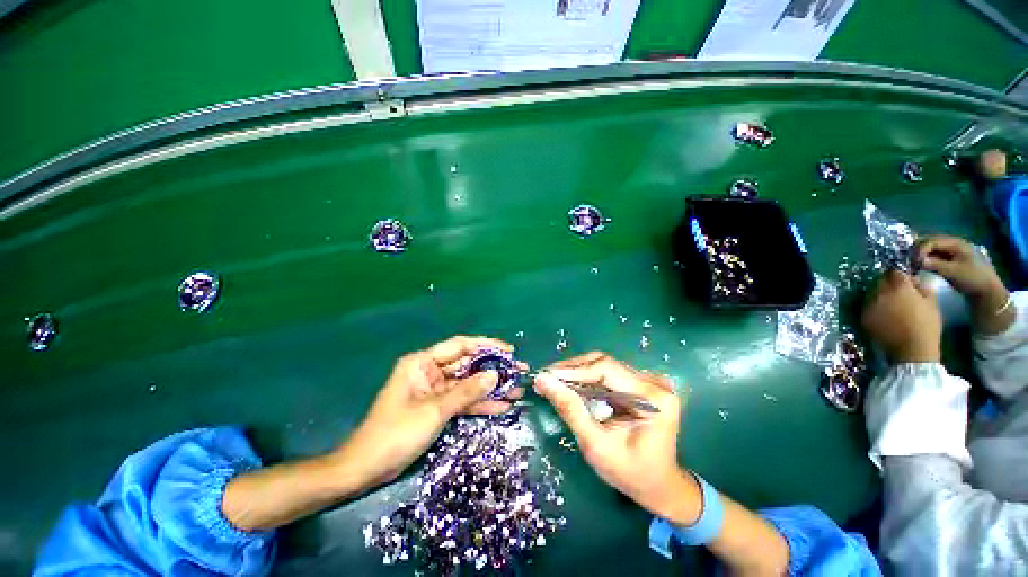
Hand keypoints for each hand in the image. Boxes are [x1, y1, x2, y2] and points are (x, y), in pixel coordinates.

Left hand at [337, 335, 524, 489]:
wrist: (366, 469)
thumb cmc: (396, 434)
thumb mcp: (434, 411)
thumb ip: (466, 392)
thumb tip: (496, 375)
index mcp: (423, 362)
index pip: (460, 345)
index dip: (486, 346)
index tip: (509, 351)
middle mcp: (430, 371)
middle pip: (467, 365)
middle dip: (493, 370)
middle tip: (519, 372)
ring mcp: (435, 390)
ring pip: (468, 384)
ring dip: (491, 388)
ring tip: (517, 390)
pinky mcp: (438, 407)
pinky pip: (463, 401)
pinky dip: (480, 404)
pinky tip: (502, 406)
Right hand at [533, 352, 699, 524]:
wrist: (659, 486)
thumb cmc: (630, 473)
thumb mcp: (596, 445)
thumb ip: (570, 410)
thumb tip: (542, 380)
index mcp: (652, 398)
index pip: (606, 370)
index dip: (573, 370)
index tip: (546, 376)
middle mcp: (653, 382)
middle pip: (604, 363)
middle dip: (572, 369)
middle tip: (546, 378)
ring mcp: (648, 381)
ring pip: (603, 365)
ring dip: (576, 371)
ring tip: (553, 380)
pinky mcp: (640, 384)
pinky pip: (607, 373)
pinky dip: (586, 377)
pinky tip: (570, 384)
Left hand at [862, 271, 942, 362]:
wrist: (912, 349)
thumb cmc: (926, 325)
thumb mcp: (932, 302)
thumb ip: (922, 286)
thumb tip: (913, 280)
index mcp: (899, 287)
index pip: (894, 272)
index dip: (900, 275)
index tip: (906, 281)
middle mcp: (880, 293)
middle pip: (881, 281)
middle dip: (888, 284)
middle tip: (898, 293)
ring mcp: (869, 305)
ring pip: (872, 293)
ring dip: (880, 295)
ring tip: (890, 305)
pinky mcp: (863, 316)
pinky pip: (867, 306)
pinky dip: (874, 307)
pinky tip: (883, 315)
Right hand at [916, 235, 1005, 301]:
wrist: (987, 290)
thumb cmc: (972, 279)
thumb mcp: (953, 272)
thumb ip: (935, 265)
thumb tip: (917, 261)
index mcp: (955, 243)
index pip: (931, 241)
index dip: (919, 249)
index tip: (912, 261)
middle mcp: (953, 243)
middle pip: (929, 242)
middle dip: (917, 250)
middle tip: (908, 261)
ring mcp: (952, 251)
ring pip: (930, 248)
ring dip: (920, 254)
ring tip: (913, 263)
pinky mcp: (950, 258)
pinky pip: (934, 254)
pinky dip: (926, 258)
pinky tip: (922, 265)